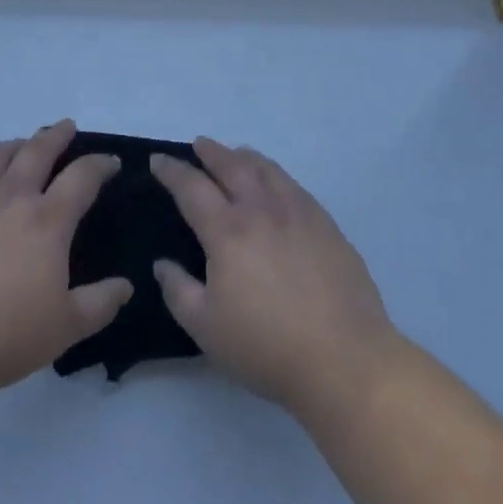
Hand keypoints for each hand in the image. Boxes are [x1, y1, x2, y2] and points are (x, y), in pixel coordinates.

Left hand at [0, 120, 132, 403]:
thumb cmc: (4, 336)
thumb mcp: (66, 328)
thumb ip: (100, 303)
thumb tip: (126, 285)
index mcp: (47, 220)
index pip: (83, 177)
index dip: (101, 164)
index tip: (111, 162)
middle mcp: (11, 196)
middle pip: (38, 150)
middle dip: (57, 135)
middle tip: (66, 127)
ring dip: (16, 144)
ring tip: (23, 145)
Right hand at [151, 138, 399, 421]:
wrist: (344, 358)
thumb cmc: (266, 346)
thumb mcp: (205, 327)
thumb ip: (178, 290)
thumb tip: (162, 264)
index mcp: (227, 231)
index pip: (192, 187)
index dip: (172, 171)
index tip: (158, 159)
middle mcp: (261, 210)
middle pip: (232, 166)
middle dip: (211, 152)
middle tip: (199, 145)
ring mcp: (299, 213)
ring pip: (267, 170)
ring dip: (245, 157)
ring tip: (236, 154)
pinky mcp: (326, 225)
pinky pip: (294, 186)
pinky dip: (276, 175)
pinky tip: (276, 184)